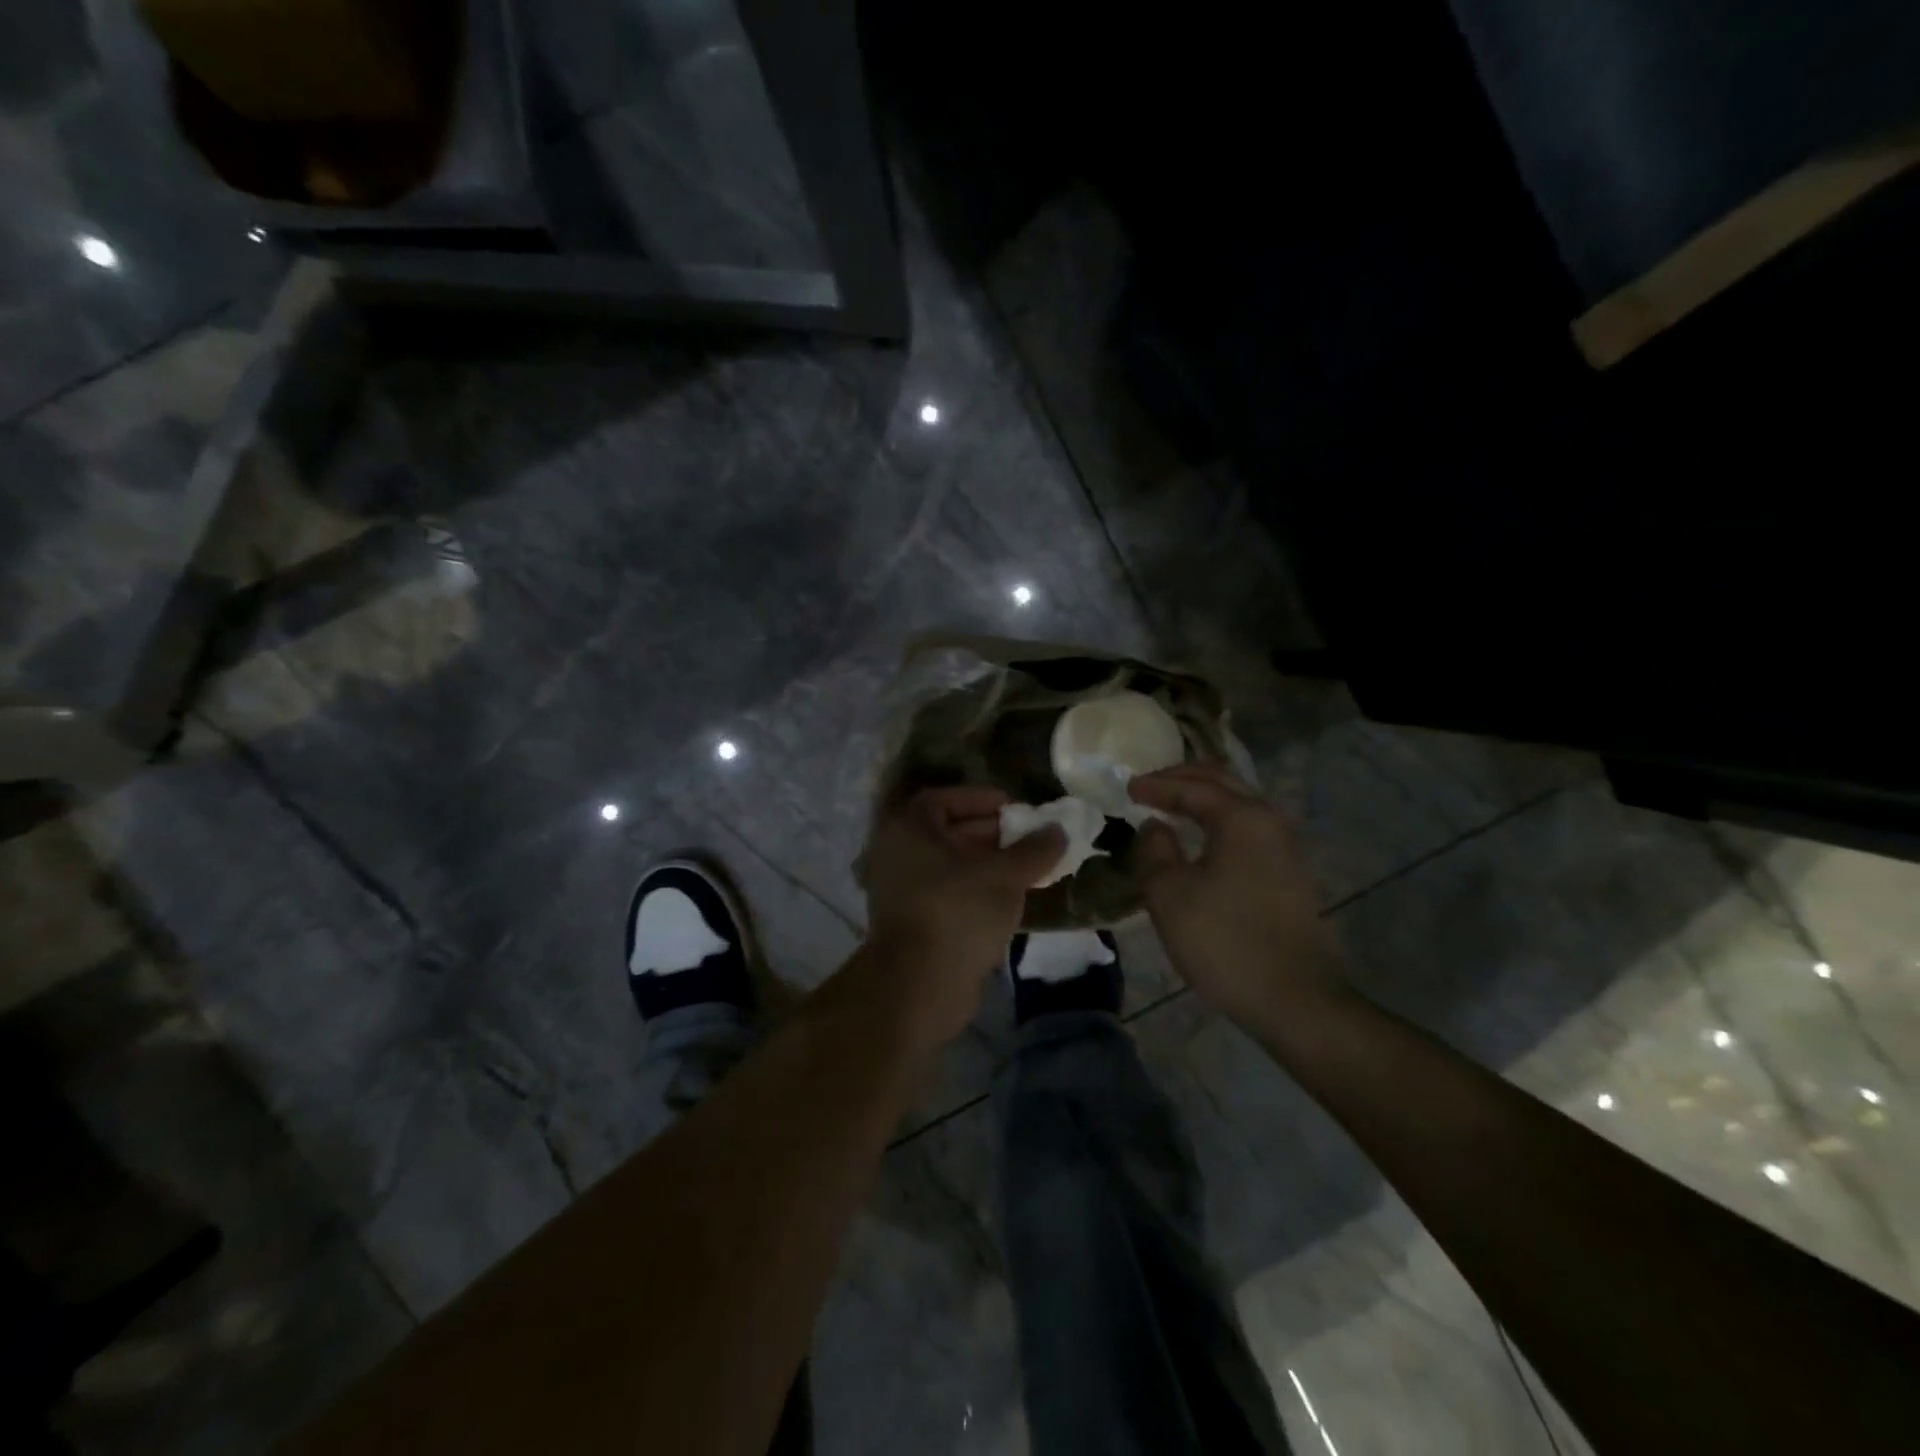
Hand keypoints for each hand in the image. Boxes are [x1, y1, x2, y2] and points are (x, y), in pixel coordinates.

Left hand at [858, 787, 1065, 1042]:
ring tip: (1026, 870)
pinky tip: (1007, 900)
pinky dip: (974, 890)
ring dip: (985, 864)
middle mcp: (897, 854)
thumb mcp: (1004, 875)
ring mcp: (901, 891)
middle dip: (990, 834)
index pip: (943, 799)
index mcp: (909, 829)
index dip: (980, 799)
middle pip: (947, 832)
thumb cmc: (958, 912)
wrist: (919, 985)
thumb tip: (1058, 830)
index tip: (1014, 808)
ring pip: (949, 866)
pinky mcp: (911, 922)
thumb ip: (1033, 850)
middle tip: (1027, 839)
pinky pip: (947, 893)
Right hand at [1130, 764, 1345, 1026]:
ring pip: (1239, 803)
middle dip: (1183, 778)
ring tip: (1172, 803)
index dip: (1156, 786)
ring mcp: (1285, 848)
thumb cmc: (1224, 941)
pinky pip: (1247, 827)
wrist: (1294, 1000)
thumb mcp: (1169, 894)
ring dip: (1204, 797)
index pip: (1193, 787)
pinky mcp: (1289, 874)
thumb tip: (1156, 828)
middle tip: (1149, 785)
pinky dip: (1218, 819)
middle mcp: (1270, 821)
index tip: (1126, 789)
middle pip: (1223, 782)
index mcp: (1243, 818)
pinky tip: (1201, 836)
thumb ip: (1154, 850)